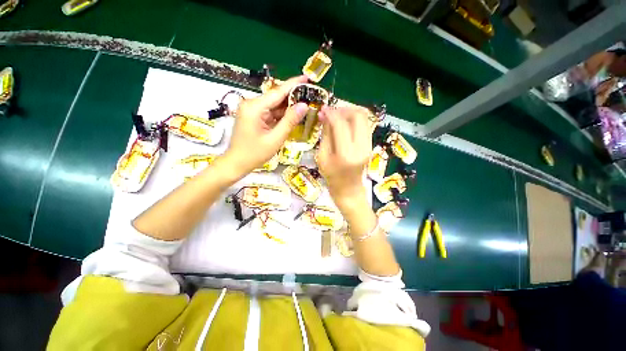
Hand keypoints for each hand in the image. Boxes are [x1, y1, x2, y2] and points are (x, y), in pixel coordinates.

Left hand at [224, 75, 308, 173]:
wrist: (237, 163)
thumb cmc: (255, 154)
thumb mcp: (275, 139)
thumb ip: (290, 121)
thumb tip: (304, 105)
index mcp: (254, 107)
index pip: (277, 92)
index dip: (293, 84)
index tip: (307, 77)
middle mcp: (252, 104)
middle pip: (276, 97)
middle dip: (293, 96)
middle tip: (310, 95)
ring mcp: (252, 110)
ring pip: (274, 105)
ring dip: (288, 106)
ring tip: (305, 105)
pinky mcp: (254, 116)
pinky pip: (270, 112)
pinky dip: (281, 114)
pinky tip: (293, 115)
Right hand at [316, 105, 372, 209]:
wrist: (349, 189)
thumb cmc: (331, 177)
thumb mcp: (322, 156)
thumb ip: (325, 134)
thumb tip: (325, 114)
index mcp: (346, 154)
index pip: (340, 124)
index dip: (331, 113)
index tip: (322, 110)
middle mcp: (362, 147)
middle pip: (358, 115)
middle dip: (343, 109)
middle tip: (331, 112)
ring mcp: (369, 145)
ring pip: (364, 117)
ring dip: (350, 112)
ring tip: (337, 116)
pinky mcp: (371, 144)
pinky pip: (365, 125)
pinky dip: (354, 120)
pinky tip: (344, 123)